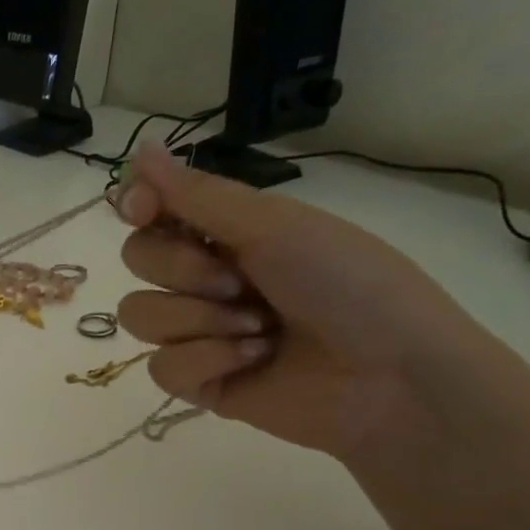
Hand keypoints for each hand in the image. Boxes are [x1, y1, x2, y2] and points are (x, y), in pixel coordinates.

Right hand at [114, 141, 498, 462]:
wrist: (391, 376)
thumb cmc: (349, 285)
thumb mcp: (276, 227)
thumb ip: (199, 195)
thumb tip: (140, 147)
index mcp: (228, 233)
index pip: (153, 212)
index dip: (139, 206)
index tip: (145, 209)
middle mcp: (206, 278)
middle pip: (138, 260)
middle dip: (183, 269)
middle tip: (239, 282)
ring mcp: (198, 332)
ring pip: (140, 314)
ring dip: (199, 319)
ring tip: (259, 329)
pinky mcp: (198, 382)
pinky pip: (162, 366)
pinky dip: (207, 360)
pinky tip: (253, 361)